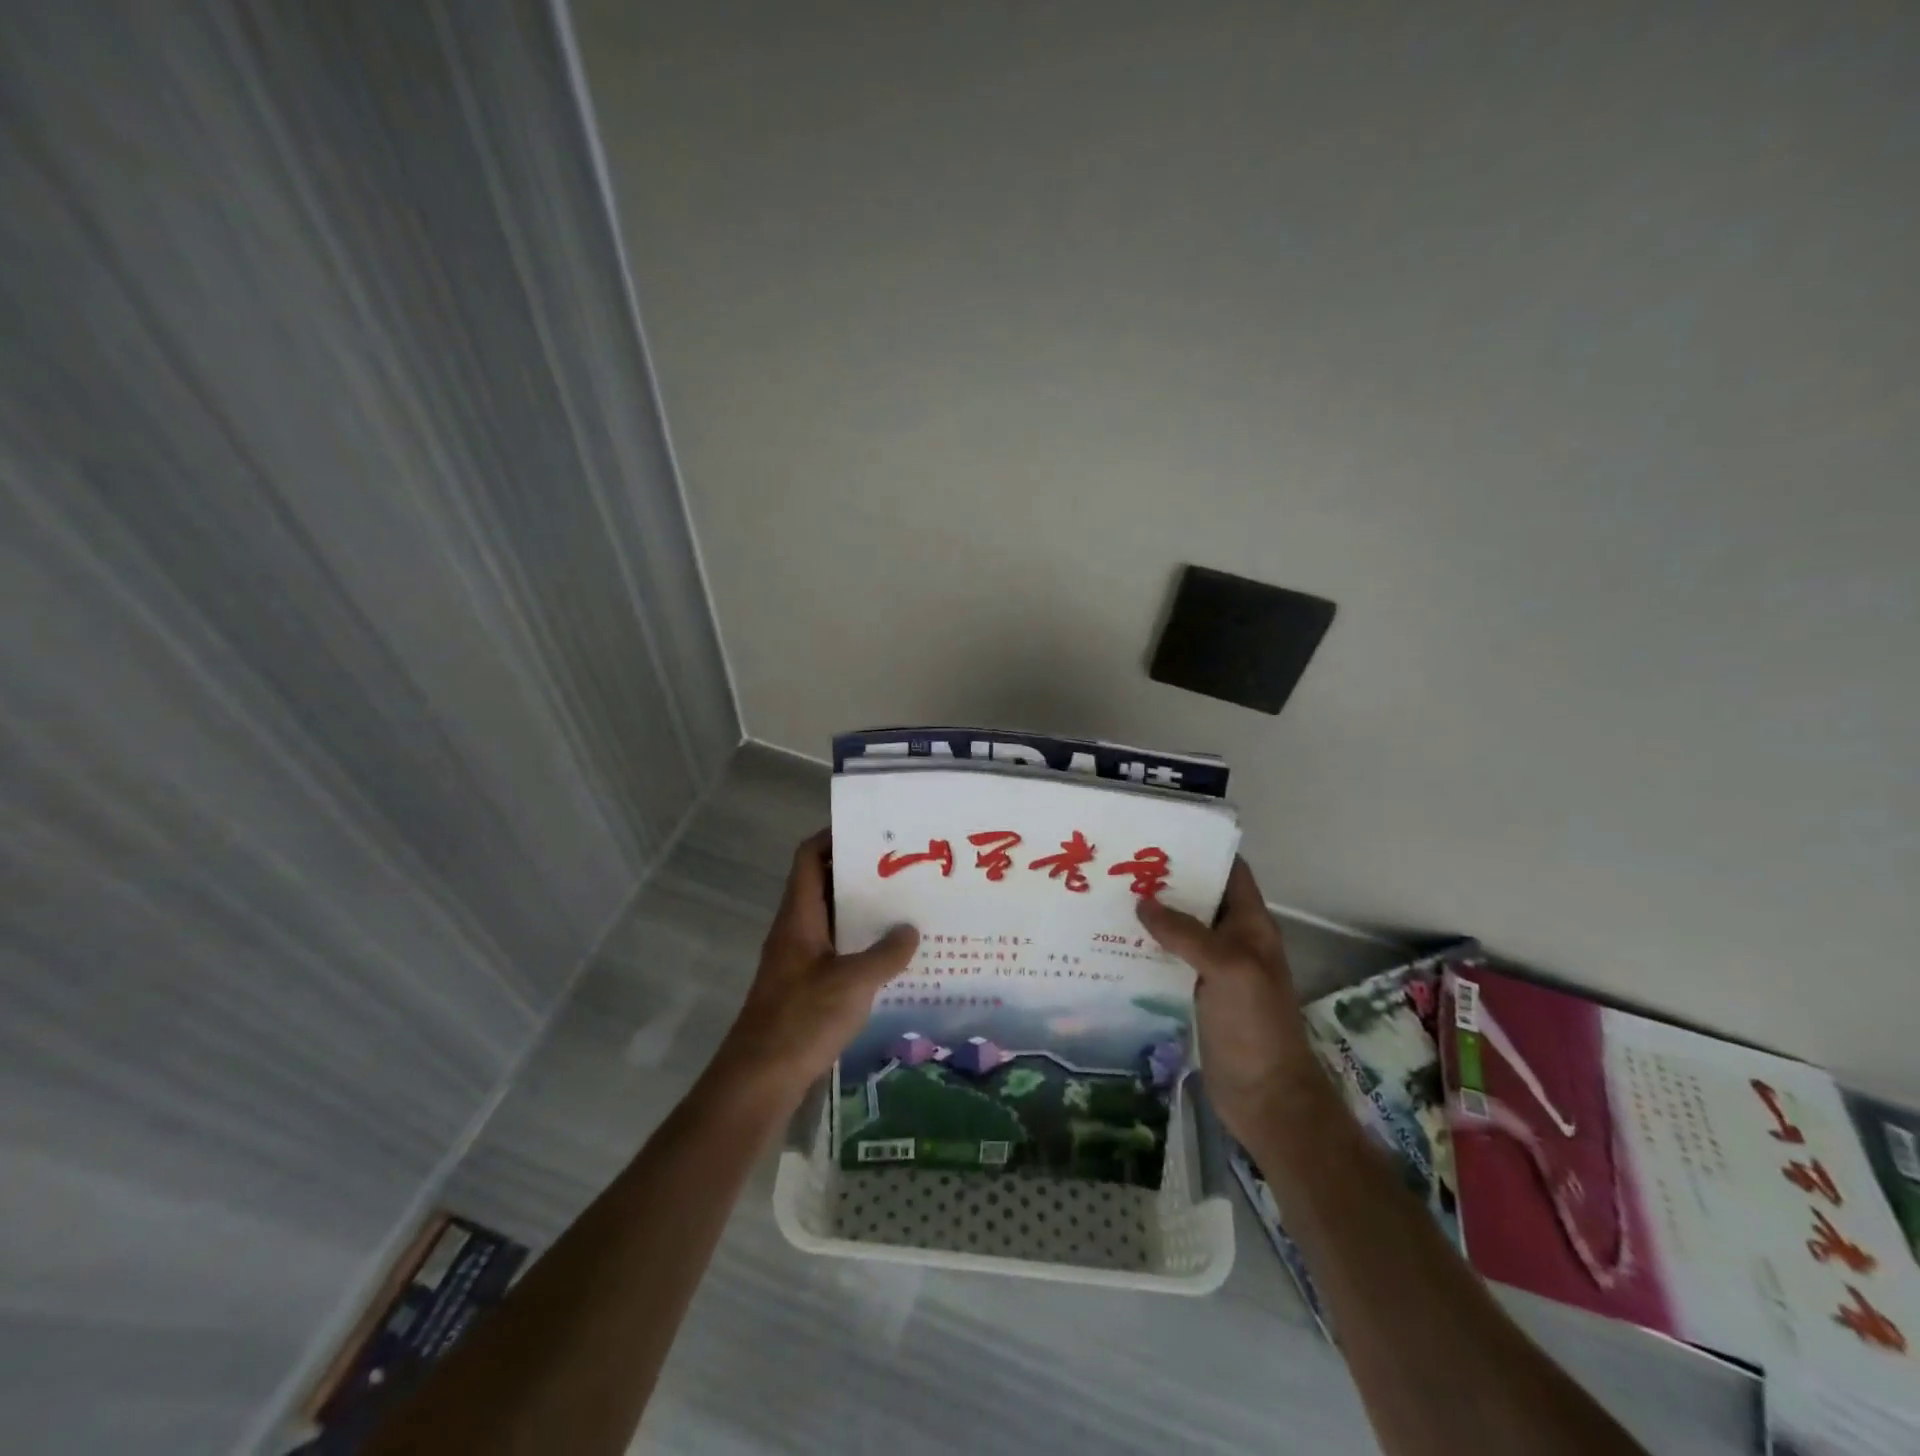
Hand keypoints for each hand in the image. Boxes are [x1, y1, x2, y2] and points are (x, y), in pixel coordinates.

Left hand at [709, 830, 918, 1107]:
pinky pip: (837, 951)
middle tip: (903, 869)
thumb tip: (910, 930)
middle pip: (824, 885)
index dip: (833, 837)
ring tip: (906, 907)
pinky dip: (861, 946)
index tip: (872, 832)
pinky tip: (893, 957)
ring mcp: (800, 959)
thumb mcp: (852, 983)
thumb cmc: (801, 1019)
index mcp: (799, 916)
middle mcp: (796, 930)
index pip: (809, 857)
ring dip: (863, 912)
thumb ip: (885, 954)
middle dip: (860, 874)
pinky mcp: (806, 987)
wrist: (760, 1079)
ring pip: (833, 920)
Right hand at [1136, 858, 1316, 1142]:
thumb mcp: (1228, 968)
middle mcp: (1232, 939)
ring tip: (1106, 898)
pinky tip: (1112, 944)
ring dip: (1150, 916)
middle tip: (1118, 866)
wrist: (1266, 1097)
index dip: (1200, 850)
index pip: (1229, 871)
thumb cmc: (1255, 1026)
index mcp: (1250, 924)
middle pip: (1198, 898)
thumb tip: (1142, 904)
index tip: (1157, 836)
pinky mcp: (1194, 993)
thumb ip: (1187, 933)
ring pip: (1179, 929)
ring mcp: (1213, 968)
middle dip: (1164, 881)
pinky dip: (1145, 949)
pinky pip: (1167, 960)